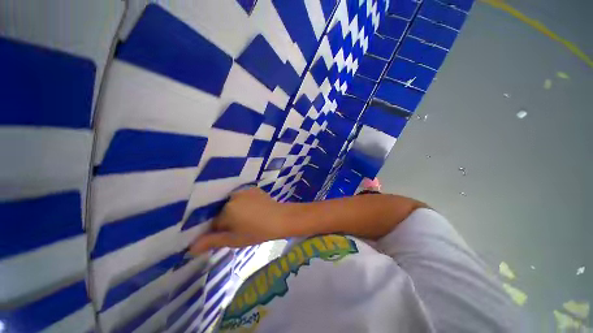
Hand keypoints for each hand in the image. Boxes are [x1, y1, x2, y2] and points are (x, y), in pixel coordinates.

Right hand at [189, 187, 290, 253]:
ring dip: (237, 211)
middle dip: (228, 220)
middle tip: (242, 227)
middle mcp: (233, 197)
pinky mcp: (254, 189)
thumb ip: (212, 241)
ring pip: (233, 204)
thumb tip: (190, 248)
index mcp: (226, 209)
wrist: (281, 219)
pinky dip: (245, 203)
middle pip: (223, 211)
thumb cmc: (258, 232)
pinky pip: (243, 197)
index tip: (232, 235)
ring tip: (249, 218)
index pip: (214, 222)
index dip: (221, 231)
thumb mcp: (234, 240)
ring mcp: (245, 191)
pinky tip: (255, 210)